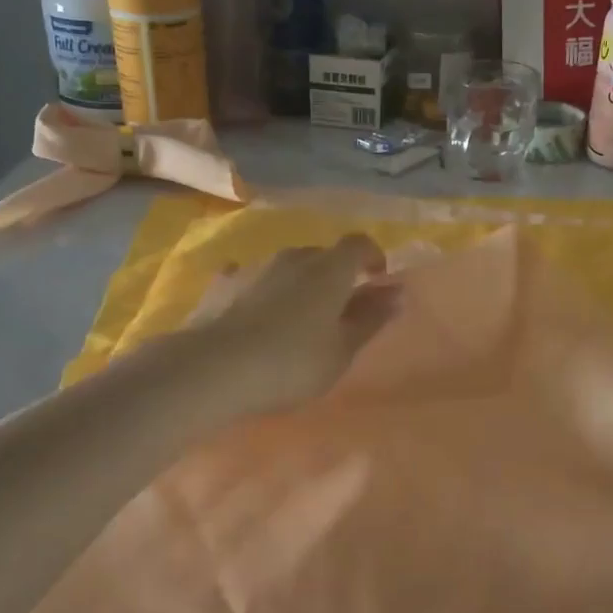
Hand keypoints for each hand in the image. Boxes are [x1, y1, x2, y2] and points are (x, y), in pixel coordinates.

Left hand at [188, 234, 399, 413]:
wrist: (215, 368)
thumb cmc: (292, 362)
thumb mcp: (342, 349)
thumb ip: (370, 318)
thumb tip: (397, 292)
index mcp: (329, 269)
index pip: (359, 243)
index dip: (373, 257)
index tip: (378, 280)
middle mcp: (293, 257)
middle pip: (323, 255)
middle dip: (336, 275)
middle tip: (339, 311)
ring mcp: (255, 267)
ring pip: (287, 267)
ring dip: (299, 284)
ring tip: (298, 319)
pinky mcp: (223, 284)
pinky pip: (251, 278)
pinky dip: (261, 290)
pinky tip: (255, 313)